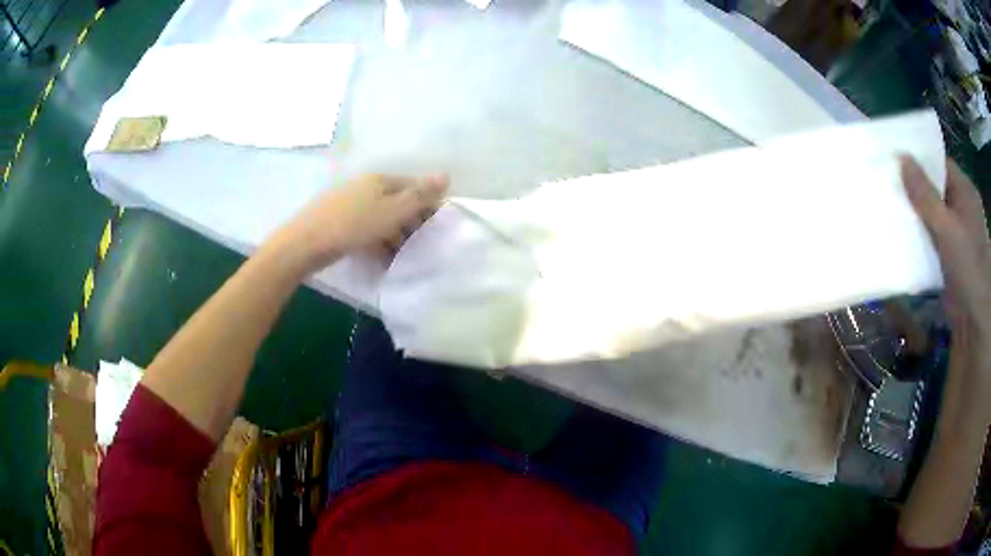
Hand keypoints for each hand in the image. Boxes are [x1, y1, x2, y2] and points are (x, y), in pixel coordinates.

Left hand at [273, 174, 448, 274]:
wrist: (304, 243)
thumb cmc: (352, 225)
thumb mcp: (391, 211)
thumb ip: (419, 196)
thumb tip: (445, 174)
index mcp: (379, 180)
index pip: (413, 186)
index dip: (427, 205)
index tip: (437, 228)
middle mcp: (365, 187)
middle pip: (397, 202)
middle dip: (411, 223)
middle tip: (421, 246)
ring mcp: (349, 204)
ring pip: (381, 218)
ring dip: (395, 235)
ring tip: (403, 257)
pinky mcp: (338, 221)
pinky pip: (366, 229)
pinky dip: (377, 241)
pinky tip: (382, 258)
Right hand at [901, 157, 990, 371]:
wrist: (973, 323)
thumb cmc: (968, 269)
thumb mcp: (948, 230)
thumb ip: (926, 196)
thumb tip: (901, 158)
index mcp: (964, 191)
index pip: (938, 161)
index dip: (918, 156)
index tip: (892, 153)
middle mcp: (959, 206)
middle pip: (933, 186)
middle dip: (911, 184)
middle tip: (884, 178)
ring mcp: (954, 232)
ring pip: (929, 212)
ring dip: (912, 211)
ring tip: (885, 202)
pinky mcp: (947, 254)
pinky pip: (929, 235)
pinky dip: (916, 234)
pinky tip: (898, 233)